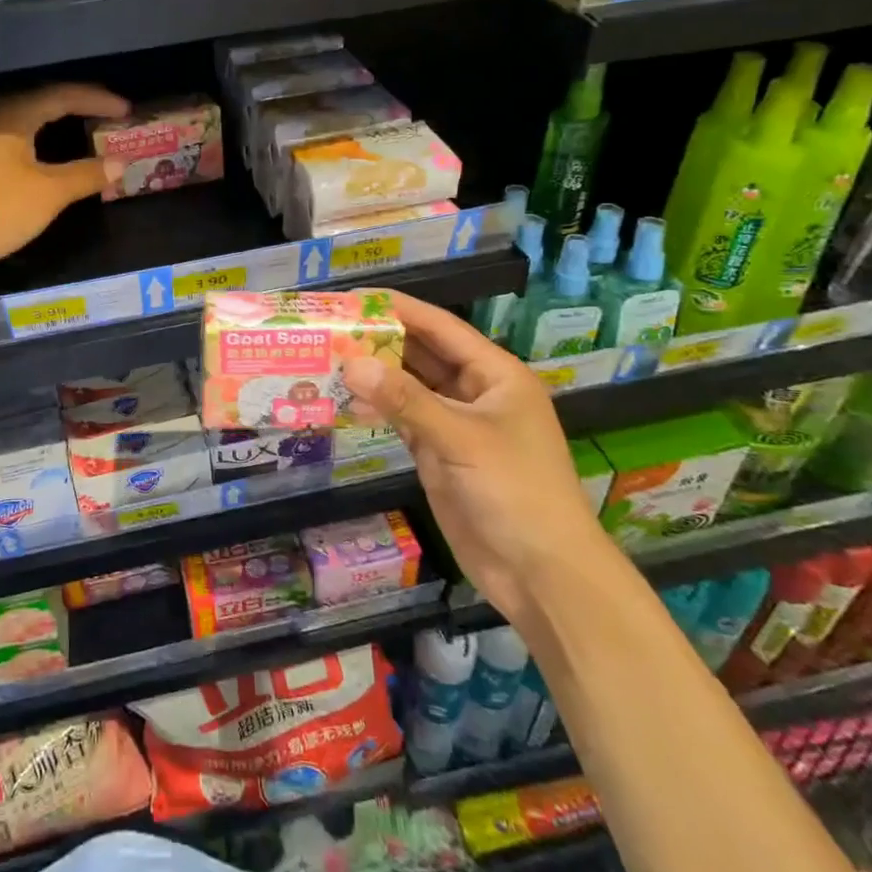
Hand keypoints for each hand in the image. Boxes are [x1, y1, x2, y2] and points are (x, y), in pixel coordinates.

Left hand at [0, 83, 131, 288]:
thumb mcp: (47, 194)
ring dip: (53, 130)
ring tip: (79, 139)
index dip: (97, 100)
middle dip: (75, 110)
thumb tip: (119, 163)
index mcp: (11, 116)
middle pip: (39, 104)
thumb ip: (85, 176)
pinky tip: (40, 167)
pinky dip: (34, 150)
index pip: (62, 95)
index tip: (126, 110)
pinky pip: (7, 147)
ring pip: (21, 126)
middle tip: (104, 120)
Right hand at [341, 292, 611, 621]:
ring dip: (376, 376)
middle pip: (422, 355)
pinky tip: (347, 402)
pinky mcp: (440, 455)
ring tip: (329, 359)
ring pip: (409, 388)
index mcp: (496, 375)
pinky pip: (404, 420)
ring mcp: (457, 425)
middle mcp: (476, 393)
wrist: (541, 574)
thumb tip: (350, 363)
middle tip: (332, 327)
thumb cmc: (515, 491)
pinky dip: (379, 409)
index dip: (400, 308)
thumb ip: (404, 399)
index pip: (441, 328)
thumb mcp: (460, 438)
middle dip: (382, 341)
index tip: (355, 297)